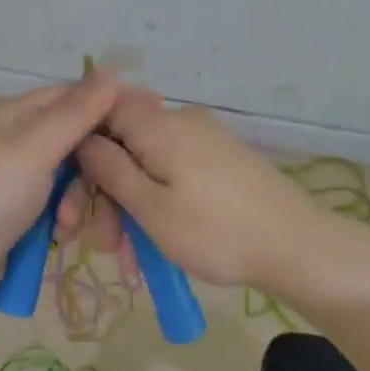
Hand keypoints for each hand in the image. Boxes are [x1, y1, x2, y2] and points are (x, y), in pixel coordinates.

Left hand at [0, 71, 119, 321]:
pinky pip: (59, 212)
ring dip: (80, 202)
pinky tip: (61, 238)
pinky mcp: (19, 221)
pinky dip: (65, 223)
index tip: (145, 124)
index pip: (73, 98)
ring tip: (69, 225)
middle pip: (77, 144)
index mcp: (17, 117)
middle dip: (96, 168)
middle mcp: (19, 145)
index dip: (108, 107)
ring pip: (72, 182)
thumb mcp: (34, 148)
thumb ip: (76, 113)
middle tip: (113, 188)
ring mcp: (18, 185)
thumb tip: (113, 71)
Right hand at [73, 88, 344, 297]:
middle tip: (103, 245)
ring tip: (131, 263)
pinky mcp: (220, 160)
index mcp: (160, 124)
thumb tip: (82, 138)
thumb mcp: (151, 208)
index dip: (80, 142)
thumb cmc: (216, 231)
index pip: (104, 108)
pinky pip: (173, 174)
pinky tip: (154, 249)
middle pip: (124, 143)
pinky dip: (158, 206)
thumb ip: (111, 169)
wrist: (297, 246)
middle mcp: (181, 121)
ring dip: (131, 210)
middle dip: (106, 193)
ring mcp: (204, 140)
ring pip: (148, 166)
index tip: (72, 186)